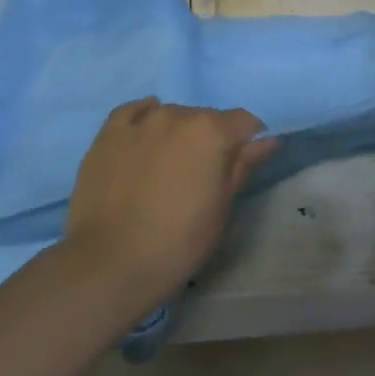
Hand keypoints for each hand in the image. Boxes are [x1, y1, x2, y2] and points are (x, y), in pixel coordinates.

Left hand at [60, 100, 275, 315]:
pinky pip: (133, 112)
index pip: (243, 121)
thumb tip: (267, 140)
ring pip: (171, 115)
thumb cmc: (178, 241)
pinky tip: (144, 137)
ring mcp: (139, 122)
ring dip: (177, 132)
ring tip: (167, 166)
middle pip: (206, 117)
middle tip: (201, 175)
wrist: (110, 263)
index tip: (240, 165)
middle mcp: (177, 115)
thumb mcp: (222, 207)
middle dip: (210, 138)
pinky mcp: (107, 134)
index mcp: (211, 131)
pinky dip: (144, 119)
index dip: (247, 141)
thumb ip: (243, 166)